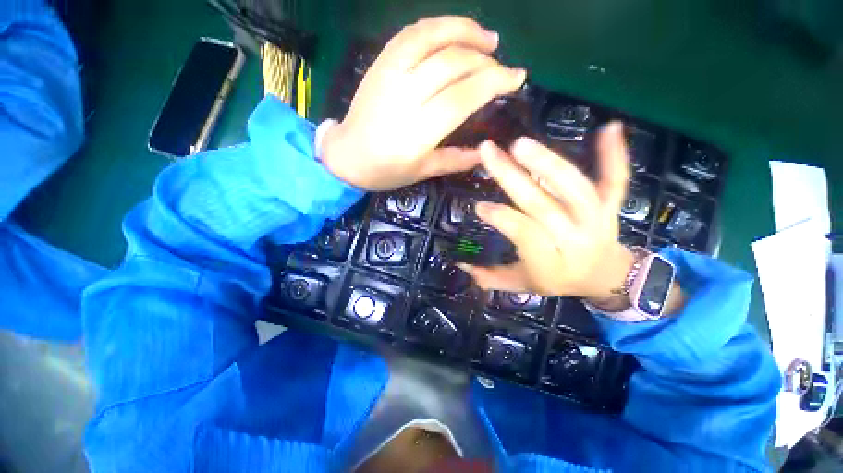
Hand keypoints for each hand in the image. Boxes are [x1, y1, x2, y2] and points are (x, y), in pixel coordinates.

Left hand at [320, 16, 525, 190]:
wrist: (347, 156)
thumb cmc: (386, 171)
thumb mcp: (423, 172)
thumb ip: (456, 160)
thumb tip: (487, 152)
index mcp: (418, 133)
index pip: (463, 97)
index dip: (494, 82)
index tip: (517, 77)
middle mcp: (405, 98)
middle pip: (453, 64)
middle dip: (486, 61)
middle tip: (503, 67)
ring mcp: (390, 75)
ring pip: (433, 38)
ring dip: (466, 31)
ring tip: (488, 39)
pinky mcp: (380, 63)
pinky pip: (411, 33)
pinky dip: (438, 26)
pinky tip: (455, 32)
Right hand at [458, 123, 636, 301]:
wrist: (605, 277)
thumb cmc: (557, 280)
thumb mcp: (522, 284)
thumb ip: (492, 278)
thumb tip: (460, 265)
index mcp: (550, 261)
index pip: (525, 234)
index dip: (502, 218)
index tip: (479, 206)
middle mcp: (575, 238)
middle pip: (544, 205)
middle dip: (513, 178)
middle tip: (488, 151)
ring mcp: (597, 219)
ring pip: (574, 188)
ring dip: (547, 163)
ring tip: (519, 144)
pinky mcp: (612, 205)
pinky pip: (616, 180)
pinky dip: (615, 155)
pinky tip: (610, 127)